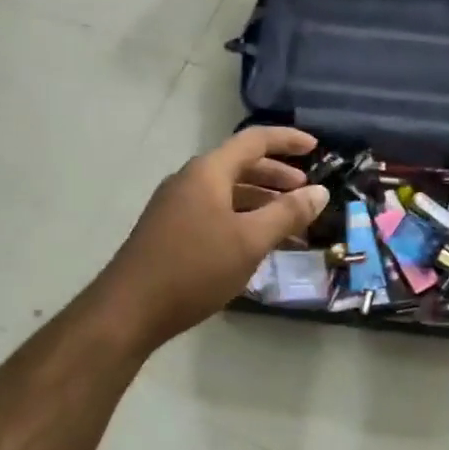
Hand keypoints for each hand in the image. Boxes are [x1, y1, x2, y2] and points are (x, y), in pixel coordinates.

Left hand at [98, 127, 331, 350]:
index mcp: (208, 171)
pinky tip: (256, 245)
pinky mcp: (170, 230)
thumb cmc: (194, 268)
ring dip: (261, 203)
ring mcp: (176, 206)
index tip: (317, 147)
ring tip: (290, 226)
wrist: (129, 309)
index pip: (255, 140)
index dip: (288, 140)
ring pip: (228, 192)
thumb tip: (319, 192)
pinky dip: (242, 220)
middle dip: (277, 176)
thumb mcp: (249, 241)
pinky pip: (215, 212)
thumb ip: (287, 214)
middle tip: (305, 193)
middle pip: (240, 165)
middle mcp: (190, 180)